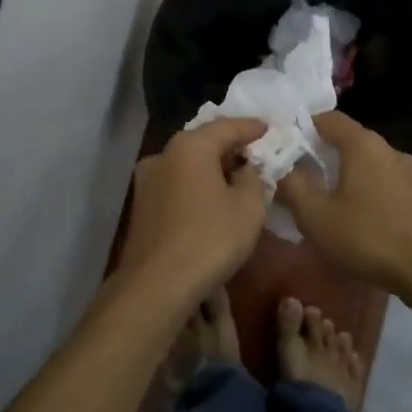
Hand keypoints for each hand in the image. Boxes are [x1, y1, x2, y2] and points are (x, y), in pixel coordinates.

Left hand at [121, 119, 269, 301]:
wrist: (156, 285)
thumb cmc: (210, 239)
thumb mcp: (249, 207)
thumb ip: (254, 177)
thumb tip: (248, 168)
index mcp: (190, 146)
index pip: (227, 126)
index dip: (252, 128)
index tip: (270, 130)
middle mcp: (164, 154)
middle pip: (204, 142)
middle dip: (231, 147)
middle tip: (256, 154)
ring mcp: (147, 180)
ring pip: (187, 164)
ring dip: (212, 168)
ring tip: (236, 179)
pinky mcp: (141, 205)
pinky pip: (176, 184)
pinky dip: (196, 184)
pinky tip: (211, 200)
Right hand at [278, 111, 411, 295]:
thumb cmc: (367, 238)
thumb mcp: (315, 216)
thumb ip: (292, 185)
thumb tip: (280, 165)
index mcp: (362, 144)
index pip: (328, 118)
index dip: (303, 127)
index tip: (285, 147)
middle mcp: (389, 148)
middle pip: (349, 140)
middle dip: (323, 154)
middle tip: (301, 178)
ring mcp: (411, 171)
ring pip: (369, 162)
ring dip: (348, 174)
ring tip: (331, 202)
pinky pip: (387, 181)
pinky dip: (369, 189)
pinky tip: (362, 218)